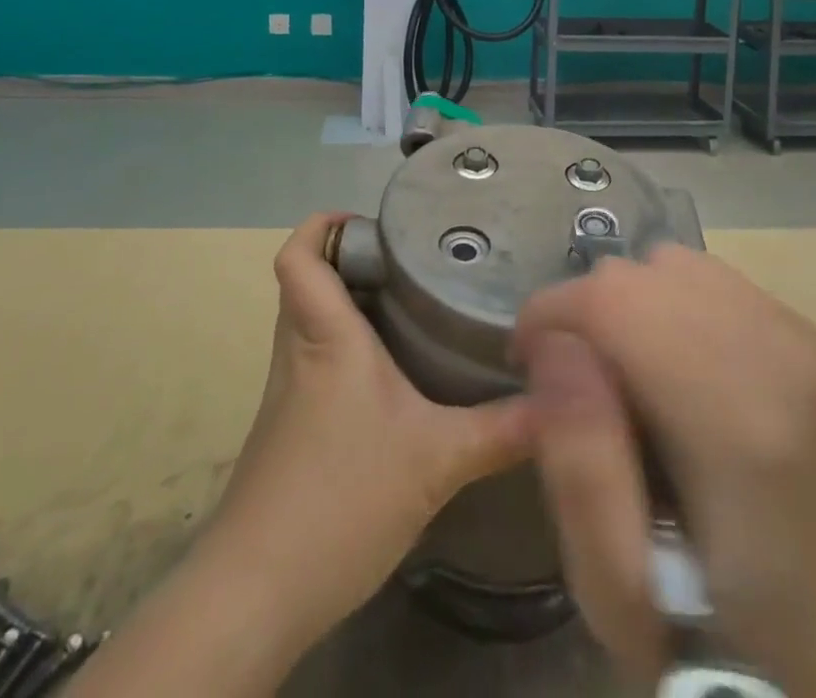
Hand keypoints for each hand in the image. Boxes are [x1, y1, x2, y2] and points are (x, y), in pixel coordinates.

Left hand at [204, 213, 531, 650]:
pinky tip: (392, 378)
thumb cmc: (341, 498)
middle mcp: (298, 351)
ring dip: (348, 305)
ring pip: (310, 322)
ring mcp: (287, 392)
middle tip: (408, 261)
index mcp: (325, 336)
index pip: (297, 256)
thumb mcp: (436, 461)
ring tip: (409, 306)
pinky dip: (345, 350)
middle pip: (306, 280)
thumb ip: (501, 429)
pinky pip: (314, 362)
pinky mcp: (288, 428)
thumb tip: (559, 402)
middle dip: (349, 261)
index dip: (321, 225)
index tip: (368, 223)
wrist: (256, 591)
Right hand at [514, 243, 815, 681]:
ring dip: (625, 303)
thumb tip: (554, 346)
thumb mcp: (611, 585)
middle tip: (576, 380)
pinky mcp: (797, 323)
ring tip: (626, 370)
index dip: (553, 314)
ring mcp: (794, 334)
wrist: (809, 610)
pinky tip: (671, 359)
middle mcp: (778, 359)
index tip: (526, 362)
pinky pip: (696, 272)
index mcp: (740, 429)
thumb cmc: (701, 615)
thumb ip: (577, 466)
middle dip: (584, 312)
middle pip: (637, 275)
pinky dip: (662, 300)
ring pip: (663, 262)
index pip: (617, 302)